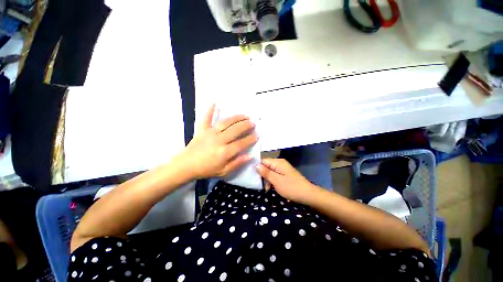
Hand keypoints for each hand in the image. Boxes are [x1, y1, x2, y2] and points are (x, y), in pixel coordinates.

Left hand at [178, 105, 258, 179]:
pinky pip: (206, 118)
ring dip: (236, 118)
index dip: (250, 139)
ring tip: (245, 115)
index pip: (241, 143)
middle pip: (235, 130)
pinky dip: (210, 110)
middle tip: (253, 123)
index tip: (257, 135)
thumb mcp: (224, 171)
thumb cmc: (206, 170)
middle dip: (246, 125)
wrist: (186, 166)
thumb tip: (250, 156)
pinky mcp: (201, 130)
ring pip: (226, 122)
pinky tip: (214, 102)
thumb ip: (237, 163)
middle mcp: (219, 140)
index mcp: (224, 152)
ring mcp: (209, 133)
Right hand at [256, 158, 319, 203]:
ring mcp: (283, 169)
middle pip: (266, 166)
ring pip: (270, 171)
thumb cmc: (291, 187)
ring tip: (267, 189)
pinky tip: (271, 188)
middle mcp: (280, 163)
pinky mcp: (284, 174)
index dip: (257, 168)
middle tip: (262, 185)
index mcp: (278, 162)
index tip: (253, 176)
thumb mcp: (276, 181)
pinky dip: (272, 181)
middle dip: (262, 175)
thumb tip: (255, 165)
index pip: (263, 161)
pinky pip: (275, 175)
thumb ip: (266, 172)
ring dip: (267, 179)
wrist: (308, 195)